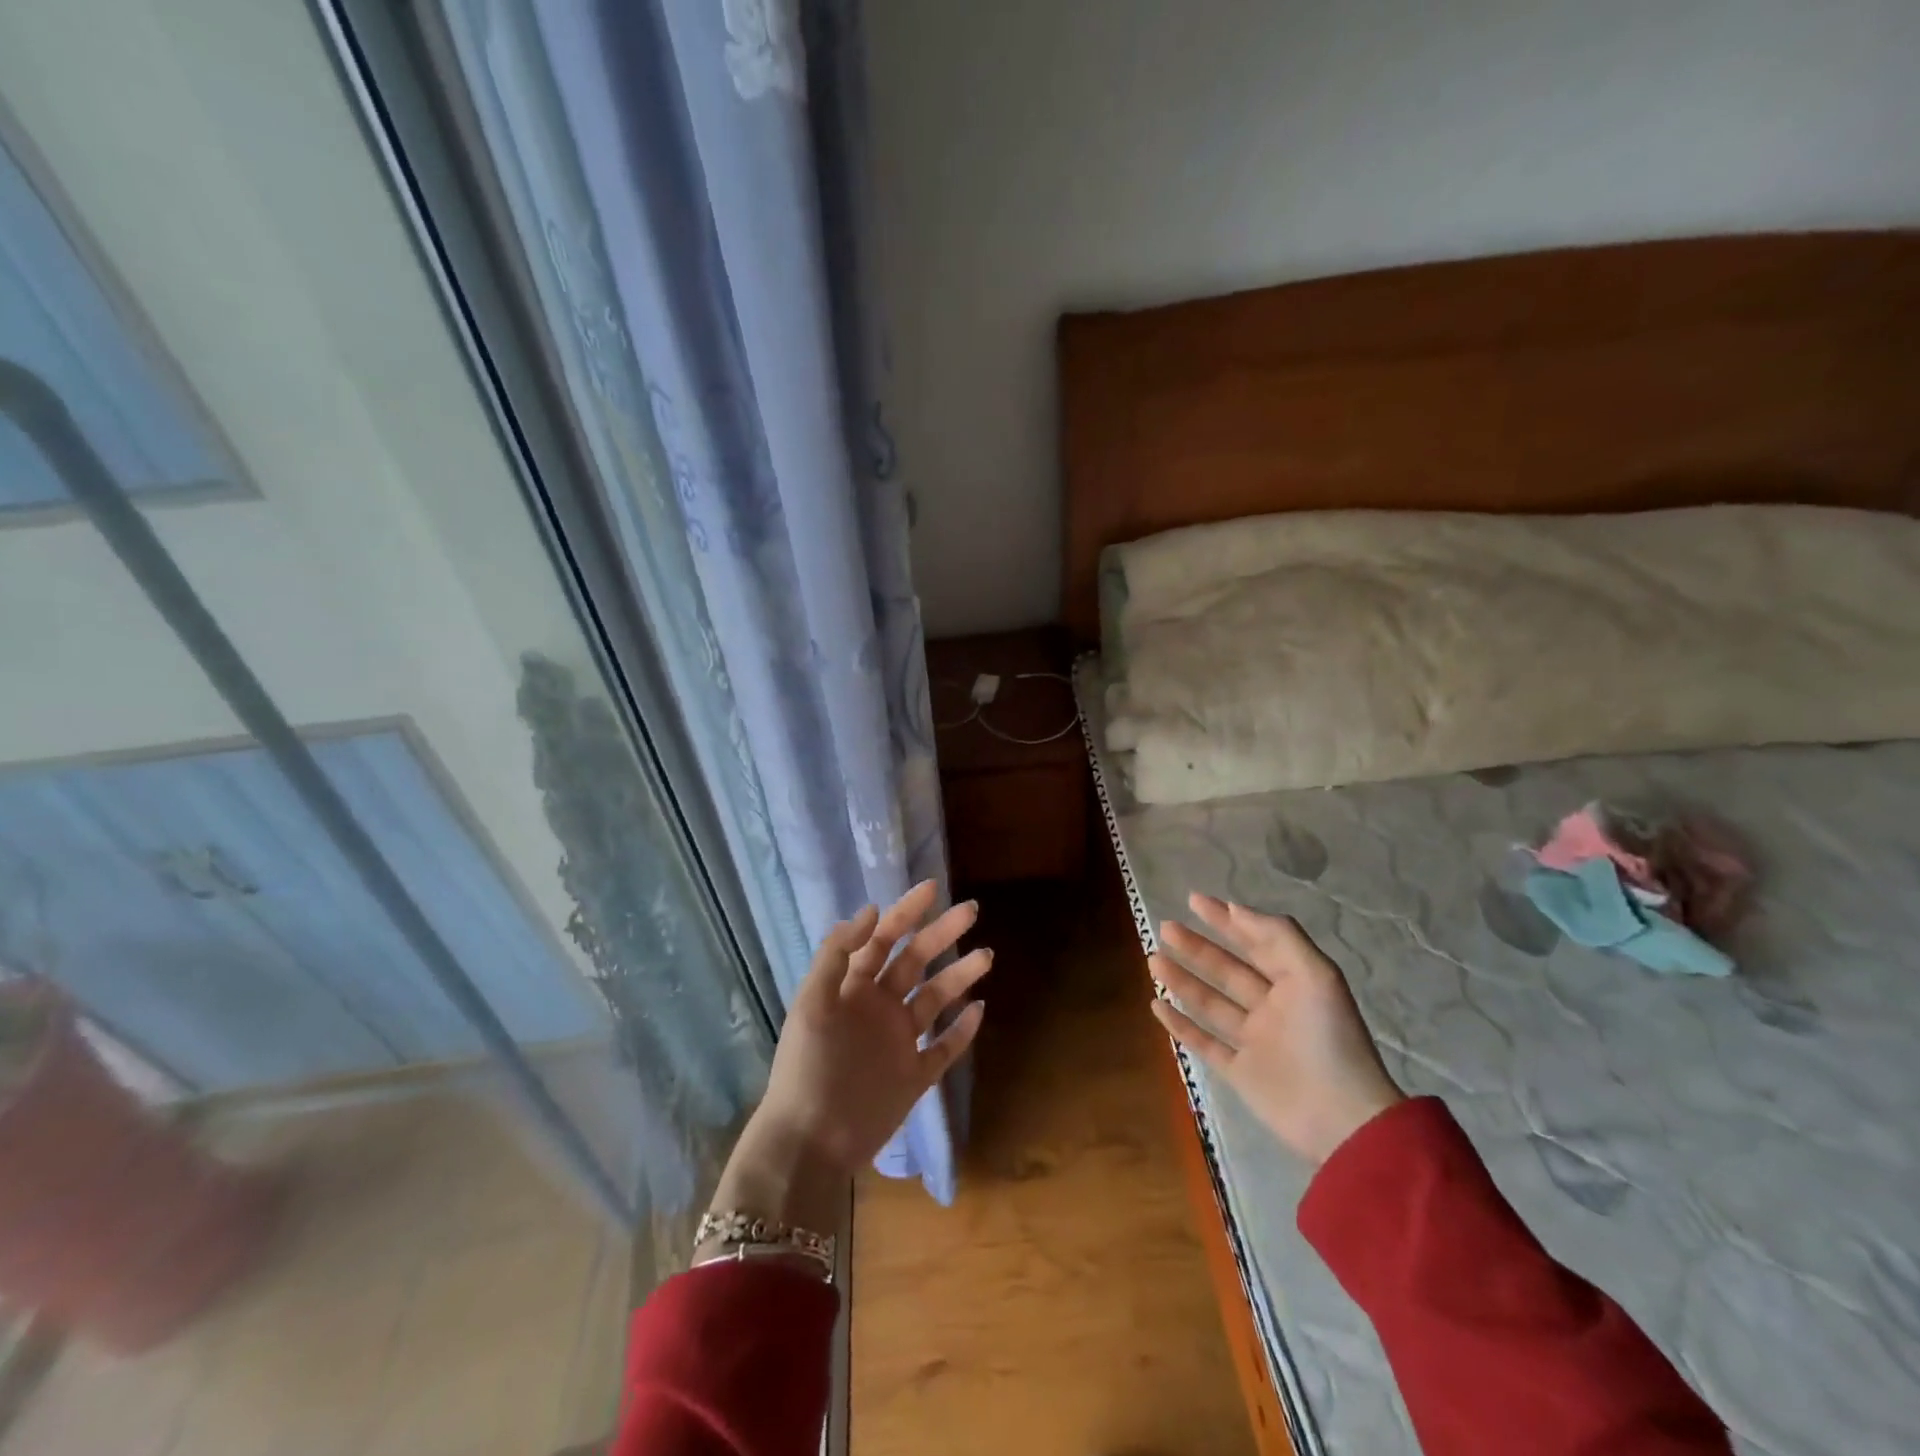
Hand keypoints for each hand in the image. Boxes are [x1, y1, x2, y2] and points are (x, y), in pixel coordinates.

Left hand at [706, 881, 990, 1236]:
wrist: (808, 1143)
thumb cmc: (807, 1067)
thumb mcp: (812, 1002)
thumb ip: (837, 954)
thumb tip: (871, 910)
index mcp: (854, 988)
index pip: (884, 939)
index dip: (906, 912)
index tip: (933, 888)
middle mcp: (879, 1008)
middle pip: (916, 961)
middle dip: (942, 934)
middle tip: (970, 910)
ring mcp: (899, 1042)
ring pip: (935, 999)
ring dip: (959, 975)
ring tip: (986, 955)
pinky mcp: (914, 1077)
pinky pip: (944, 1048)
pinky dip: (962, 1030)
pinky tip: (980, 1009)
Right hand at [1150, 892, 1402, 1165]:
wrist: (1342, 1120)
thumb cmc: (1329, 1039)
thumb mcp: (1315, 974)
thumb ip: (1278, 936)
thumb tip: (1235, 909)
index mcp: (1295, 983)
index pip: (1256, 943)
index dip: (1227, 920)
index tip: (1194, 900)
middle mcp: (1273, 1008)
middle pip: (1228, 970)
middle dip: (1197, 947)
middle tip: (1166, 927)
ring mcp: (1255, 1042)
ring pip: (1211, 1003)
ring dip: (1182, 980)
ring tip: (1153, 959)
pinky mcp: (1240, 1073)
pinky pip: (1204, 1042)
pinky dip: (1179, 1024)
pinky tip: (1156, 1004)